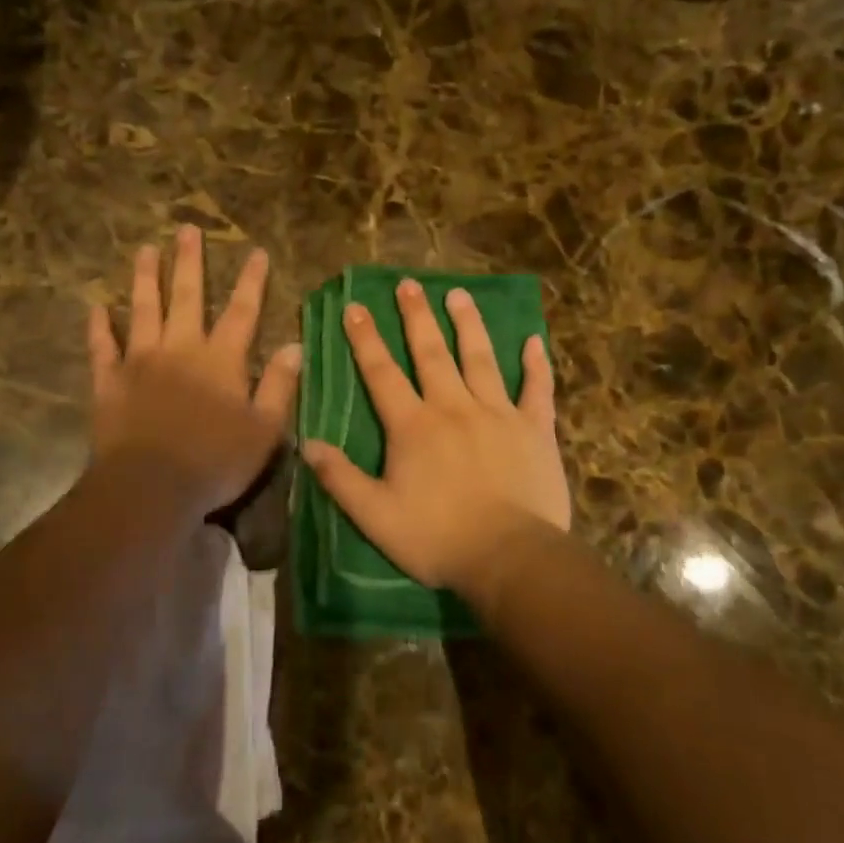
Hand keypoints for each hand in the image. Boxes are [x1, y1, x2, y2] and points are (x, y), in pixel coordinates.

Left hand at [88, 227, 300, 517]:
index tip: (255, 251)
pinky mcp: (109, 382)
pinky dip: (99, 327)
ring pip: (142, 310)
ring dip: (145, 278)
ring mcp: (140, 362)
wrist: (150, 487)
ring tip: (144, 250)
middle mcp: (180, 349)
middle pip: (186, 296)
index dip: (251, 281)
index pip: (241, 311)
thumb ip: (279, 385)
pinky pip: (102, 347)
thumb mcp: (264, 430)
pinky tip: (96, 306)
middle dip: (189, 262)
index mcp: (220, 359)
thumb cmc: (215, 462)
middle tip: (186, 229)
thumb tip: (294, 346)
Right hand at [303, 279, 568, 598]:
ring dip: (468, 324)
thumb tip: (307, 444)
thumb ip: (340, 478)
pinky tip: (534, 340)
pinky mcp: (534, 430)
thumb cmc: (437, 538)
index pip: (382, 373)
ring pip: (481, 359)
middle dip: (416, 317)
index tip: (355, 306)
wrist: (511, 558)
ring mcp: (498, 414)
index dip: (365, 339)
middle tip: (408, 284)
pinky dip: (536, 364)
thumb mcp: (375, 516)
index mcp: (413, 426)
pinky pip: (536, 389)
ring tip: (458, 294)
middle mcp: (453, 407)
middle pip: (431, 353)